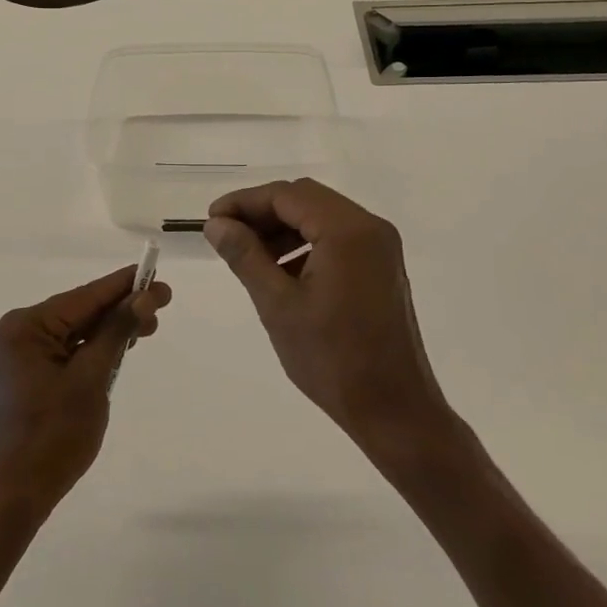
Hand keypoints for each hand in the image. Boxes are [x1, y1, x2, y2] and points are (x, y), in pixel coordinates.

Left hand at [0, 265, 169, 517]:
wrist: (15, 496)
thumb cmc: (53, 435)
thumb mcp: (92, 379)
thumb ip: (117, 332)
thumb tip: (144, 297)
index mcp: (25, 327)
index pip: (84, 297)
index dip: (123, 286)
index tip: (155, 275)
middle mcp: (17, 334)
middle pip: (79, 313)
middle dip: (120, 310)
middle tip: (161, 305)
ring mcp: (18, 357)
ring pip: (74, 333)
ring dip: (109, 331)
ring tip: (147, 328)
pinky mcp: (25, 377)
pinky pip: (65, 352)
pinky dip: (92, 350)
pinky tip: (118, 348)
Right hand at [205, 179, 450, 452]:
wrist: (394, 410)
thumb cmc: (332, 359)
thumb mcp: (278, 305)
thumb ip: (245, 256)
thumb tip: (216, 224)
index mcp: (347, 230)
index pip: (286, 195)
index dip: (245, 202)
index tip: (212, 220)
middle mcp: (369, 227)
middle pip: (305, 199)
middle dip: (262, 213)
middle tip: (226, 236)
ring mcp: (380, 246)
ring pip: (320, 216)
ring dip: (283, 228)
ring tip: (248, 256)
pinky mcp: (381, 266)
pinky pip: (337, 238)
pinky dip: (305, 244)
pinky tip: (281, 272)